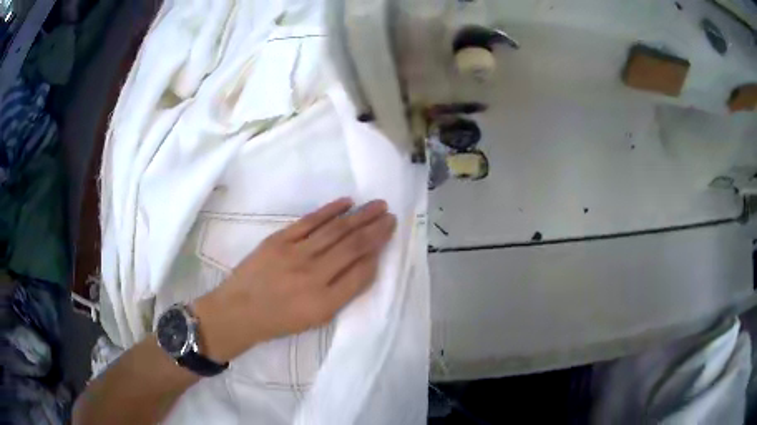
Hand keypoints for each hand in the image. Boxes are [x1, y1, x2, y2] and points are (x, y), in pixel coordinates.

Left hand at [192, 198, 396, 361]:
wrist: (239, 311)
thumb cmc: (280, 320)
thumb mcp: (316, 319)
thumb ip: (343, 294)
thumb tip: (365, 265)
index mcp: (325, 302)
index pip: (361, 272)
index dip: (377, 252)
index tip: (388, 235)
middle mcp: (313, 276)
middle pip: (352, 246)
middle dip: (375, 229)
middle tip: (391, 215)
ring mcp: (295, 254)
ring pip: (335, 230)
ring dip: (360, 216)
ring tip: (378, 205)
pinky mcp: (279, 240)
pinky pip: (309, 221)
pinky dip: (330, 210)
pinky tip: (347, 202)